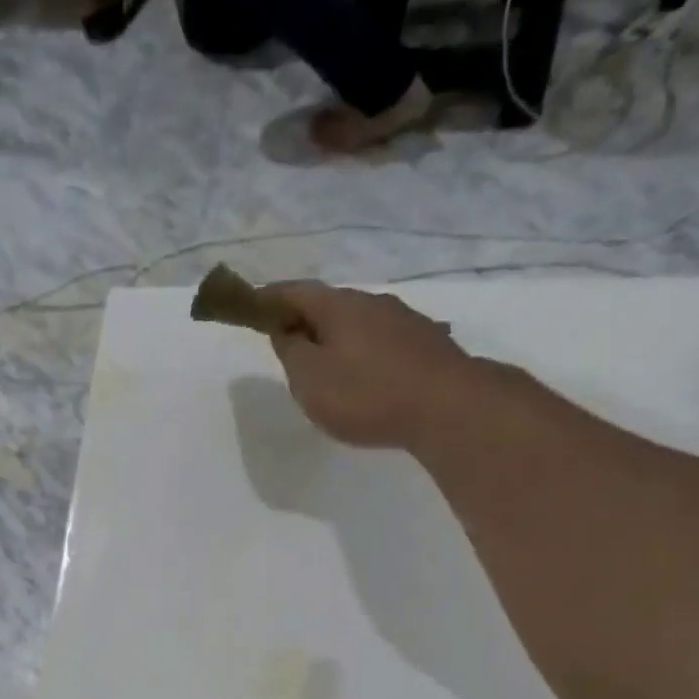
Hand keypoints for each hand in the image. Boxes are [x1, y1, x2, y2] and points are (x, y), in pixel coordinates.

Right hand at [259, 280, 479, 449]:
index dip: (270, 297)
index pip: (295, 291)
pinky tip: (364, 375)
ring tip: (326, 366)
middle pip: (329, 305)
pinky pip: (381, 342)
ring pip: (358, 323)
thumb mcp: (310, 379)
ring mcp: (404, 321)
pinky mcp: (426, 344)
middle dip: (305, 320)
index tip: (251, 305)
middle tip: (287, 343)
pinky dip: (362, 353)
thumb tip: (286, 330)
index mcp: (339, 306)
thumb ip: (291, 352)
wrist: (447, 407)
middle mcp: (373, 302)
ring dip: (337, 338)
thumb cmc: (366, 393)